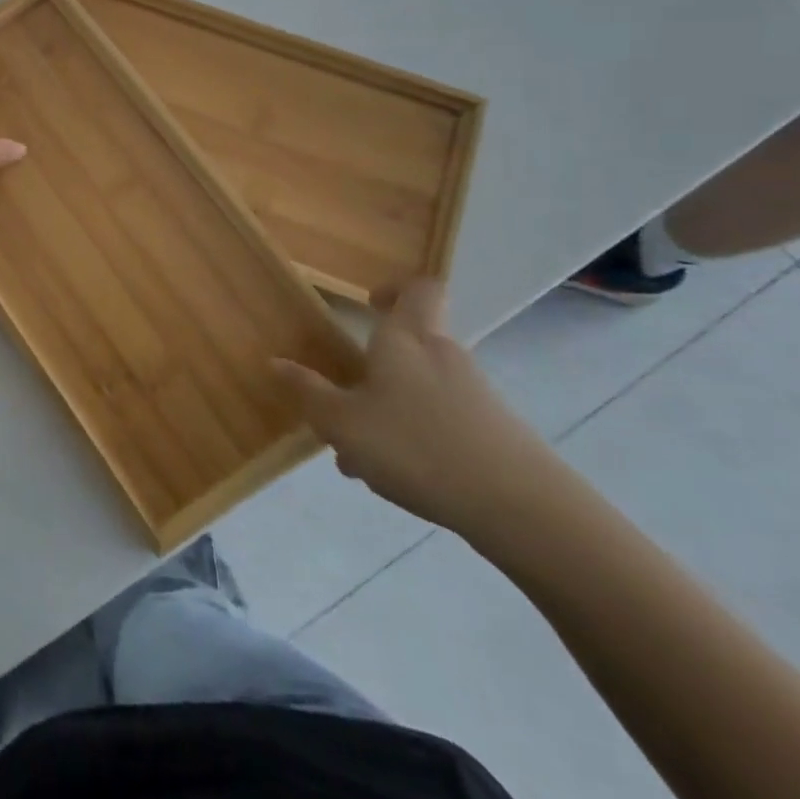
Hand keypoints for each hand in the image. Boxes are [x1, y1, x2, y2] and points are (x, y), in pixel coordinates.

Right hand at [274, 280, 559, 538]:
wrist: (523, 510)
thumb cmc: (418, 447)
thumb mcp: (344, 423)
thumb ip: (309, 392)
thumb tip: (276, 362)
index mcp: (406, 339)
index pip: (418, 289)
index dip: (396, 288)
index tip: (369, 304)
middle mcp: (443, 355)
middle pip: (410, 345)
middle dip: (374, 370)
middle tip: (344, 400)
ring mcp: (475, 395)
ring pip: (420, 389)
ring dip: (389, 411)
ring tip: (360, 457)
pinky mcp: (496, 433)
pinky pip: (443, 421)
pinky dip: (417, 437)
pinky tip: (399, 477)